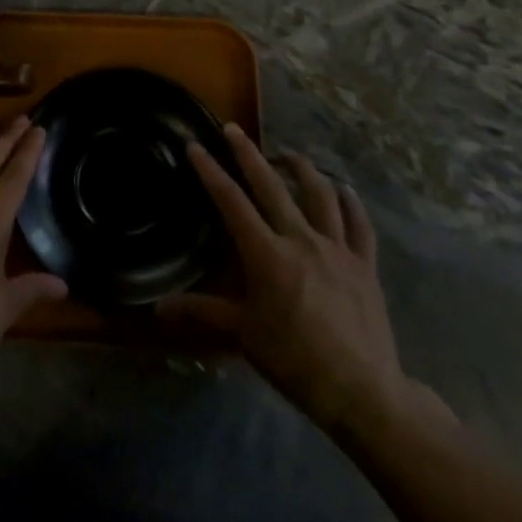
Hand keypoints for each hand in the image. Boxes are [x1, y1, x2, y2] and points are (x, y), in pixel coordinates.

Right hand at [160, 125, 444, 436]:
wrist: (362, 390)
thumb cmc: (294, 360)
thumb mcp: (243, 335)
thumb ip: (202, 312)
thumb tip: (157, 308)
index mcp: (267, 254)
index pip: (231, 202)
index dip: (211, 172)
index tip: (196, 147)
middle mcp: (301, 240)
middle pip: (271, 187)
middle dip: (248, 155)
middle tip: (233, 130)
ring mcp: (337, 249)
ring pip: (319, 195)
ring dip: (301, 168)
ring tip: (287, 154)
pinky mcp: (364, 265)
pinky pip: (359, 224)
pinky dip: (350, 203)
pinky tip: (343, 189)